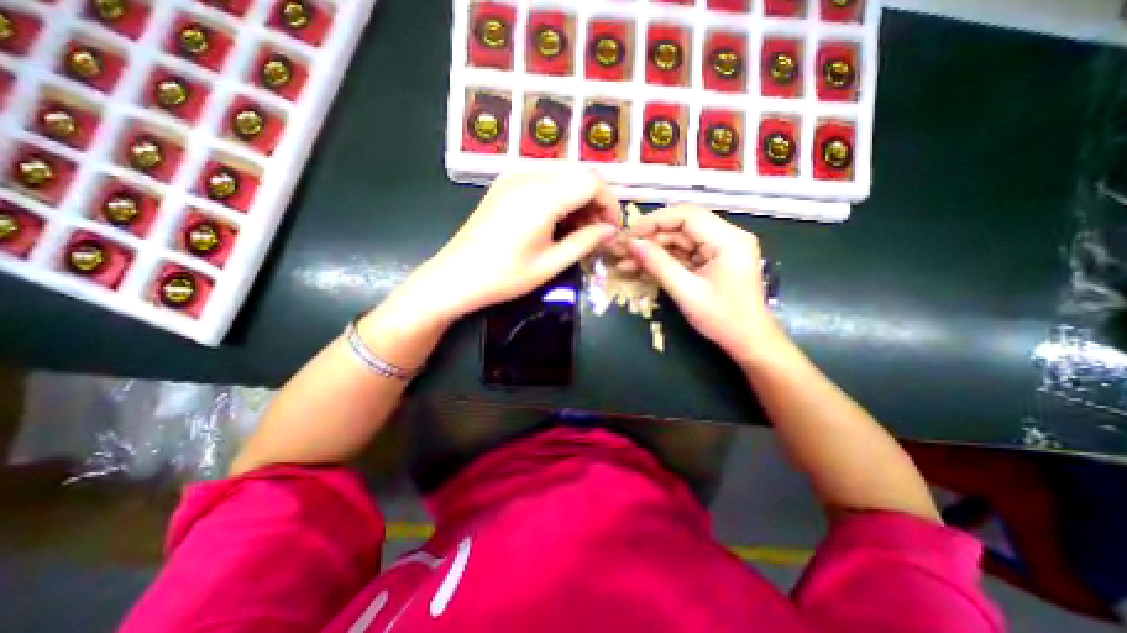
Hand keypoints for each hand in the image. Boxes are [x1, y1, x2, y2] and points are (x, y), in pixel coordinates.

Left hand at [409, 171, 614, 320]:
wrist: (456, 277)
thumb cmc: (504, 277)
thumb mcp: (550, 264)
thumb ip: (584, 242)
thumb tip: (610, 230)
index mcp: (542, 196)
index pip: (592, 182)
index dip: (609, 204)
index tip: (612, 230)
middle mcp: (529, 175)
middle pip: (579, 175)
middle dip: (596, 202)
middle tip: (597, 232)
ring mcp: (514, 176)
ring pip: (563, 175)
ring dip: (578, 199)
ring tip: (579, 230)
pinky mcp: (505, 183)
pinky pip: (544, 180)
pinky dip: (560, 197)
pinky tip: (558, 221)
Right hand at [620, 205, 785, 368]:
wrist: (748, 341)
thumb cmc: (723, 319)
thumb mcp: (687, 293)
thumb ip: (659, 265)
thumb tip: (632, 244)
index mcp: (728, 240)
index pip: (687, 215)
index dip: (655, 221)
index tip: (630, 234)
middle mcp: (726, 237)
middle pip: (681, 226)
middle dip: (650, 237)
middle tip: (623, 250)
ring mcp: (718, 249)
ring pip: (678, 240)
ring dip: (652, 250)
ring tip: (625, 261)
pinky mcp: (710, 260)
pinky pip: (682, 254)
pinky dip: (661, 260)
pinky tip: (639, 268)